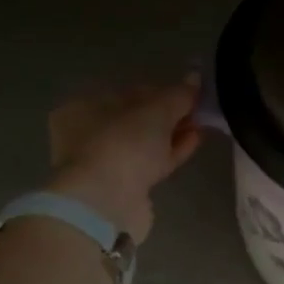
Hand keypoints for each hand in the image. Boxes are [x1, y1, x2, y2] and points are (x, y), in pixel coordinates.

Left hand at [45, 78, 204, 240]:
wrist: (105, 203)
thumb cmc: (123, 144)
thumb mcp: (157, 111)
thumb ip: (178, 94)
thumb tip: (195, 79)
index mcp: (83, 107)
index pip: (128, 93)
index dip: (160, 91)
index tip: (187, 94)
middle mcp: (86, 135)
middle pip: (136, 119)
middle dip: (168, 115)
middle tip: (197, 111)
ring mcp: (103, 164)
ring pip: (144, 143)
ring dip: (173, 134)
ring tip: (201, 126)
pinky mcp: (120, 187)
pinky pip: (150, 163)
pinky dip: (171, 152)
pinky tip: (194, 142)